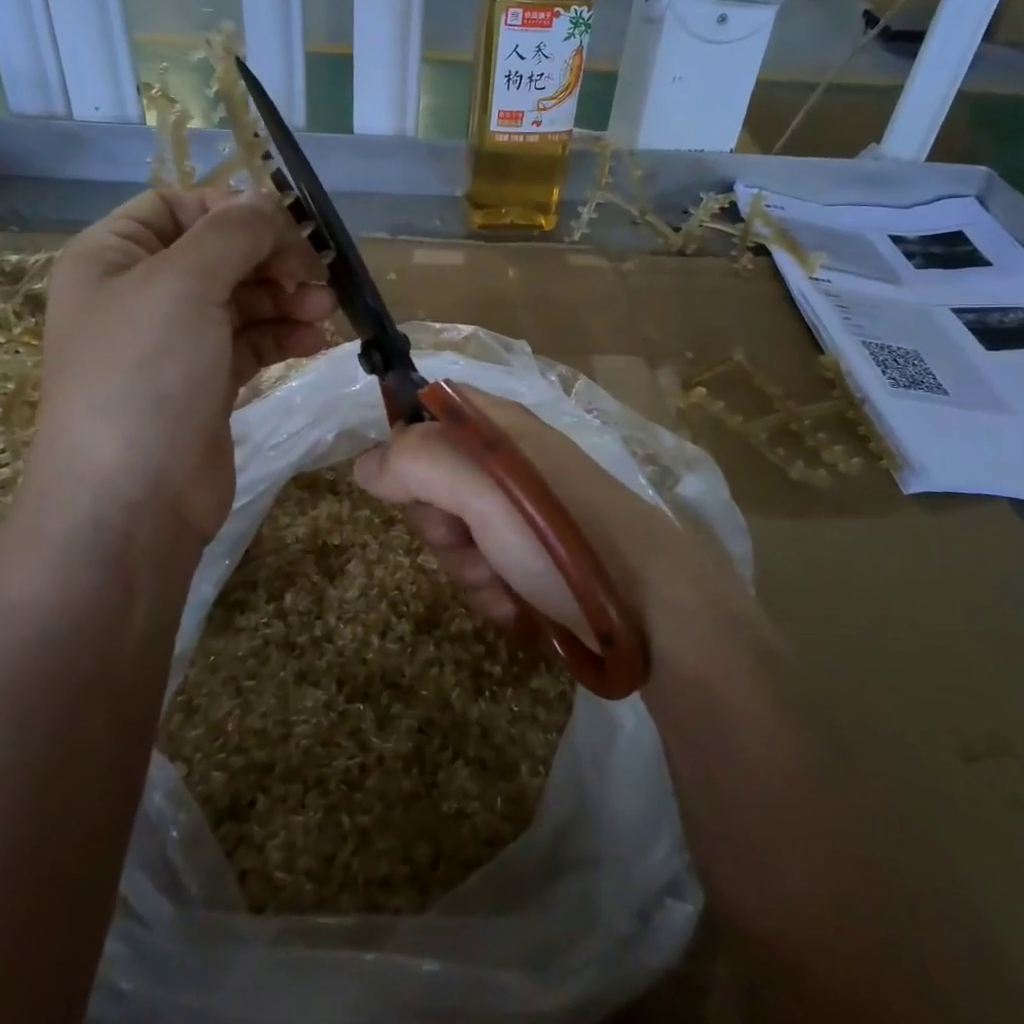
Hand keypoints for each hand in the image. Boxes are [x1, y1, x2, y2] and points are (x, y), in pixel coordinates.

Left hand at [29, 189, 334, 545]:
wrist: (130, 502)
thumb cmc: (145, 375)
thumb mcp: (184, 283)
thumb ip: (233, 232)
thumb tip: (270, 204)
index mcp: (112, 257)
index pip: (175, 206)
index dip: (231, 209)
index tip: (285, 226)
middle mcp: (140, 294)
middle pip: (217, 253)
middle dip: (271, 259)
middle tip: (317, 274)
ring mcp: (174, 343)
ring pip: (242, 299)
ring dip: (286, 299)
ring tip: (325, 310)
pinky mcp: (206, 383)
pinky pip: (251, 342)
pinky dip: (283, 336)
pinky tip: (315, 342)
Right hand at [352, 388, 701, 643]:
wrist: (656, 612)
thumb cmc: (565, 538)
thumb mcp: (484, 488)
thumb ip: (418, 463)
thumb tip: (368, 465)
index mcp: (499, 427)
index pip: (429, 412)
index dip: (409, 449)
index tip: (412, 488)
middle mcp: (510, 462)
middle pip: (433, 482)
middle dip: (441, 525)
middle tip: (470, 541)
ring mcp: (524, 513)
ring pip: (457, 535)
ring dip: (468, 569)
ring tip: (505, 585)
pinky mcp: (536, 558)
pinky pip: (486, 570)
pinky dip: (493, 594)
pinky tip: (518, 608)